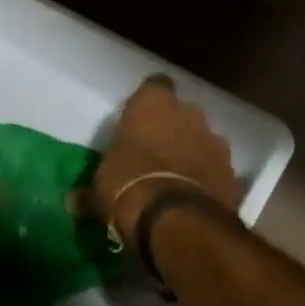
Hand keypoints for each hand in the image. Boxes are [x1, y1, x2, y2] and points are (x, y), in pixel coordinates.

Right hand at [92, 76, 241, 246]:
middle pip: (182, 113)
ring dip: (194, 153)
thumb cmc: (129, 185)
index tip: (139, 119)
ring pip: (203, 139)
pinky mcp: (233, 173)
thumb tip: (71, 202)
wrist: (179, 220)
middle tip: (155, 152)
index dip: (148, 102)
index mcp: (152, 104)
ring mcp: (215, 142)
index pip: (155, 85)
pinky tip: (195, 198)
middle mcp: (188, 113)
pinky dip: (209, 179)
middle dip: (172, 128)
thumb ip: (89, 191)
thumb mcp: (99, 189)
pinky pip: (217, 170)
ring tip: (177, 178)